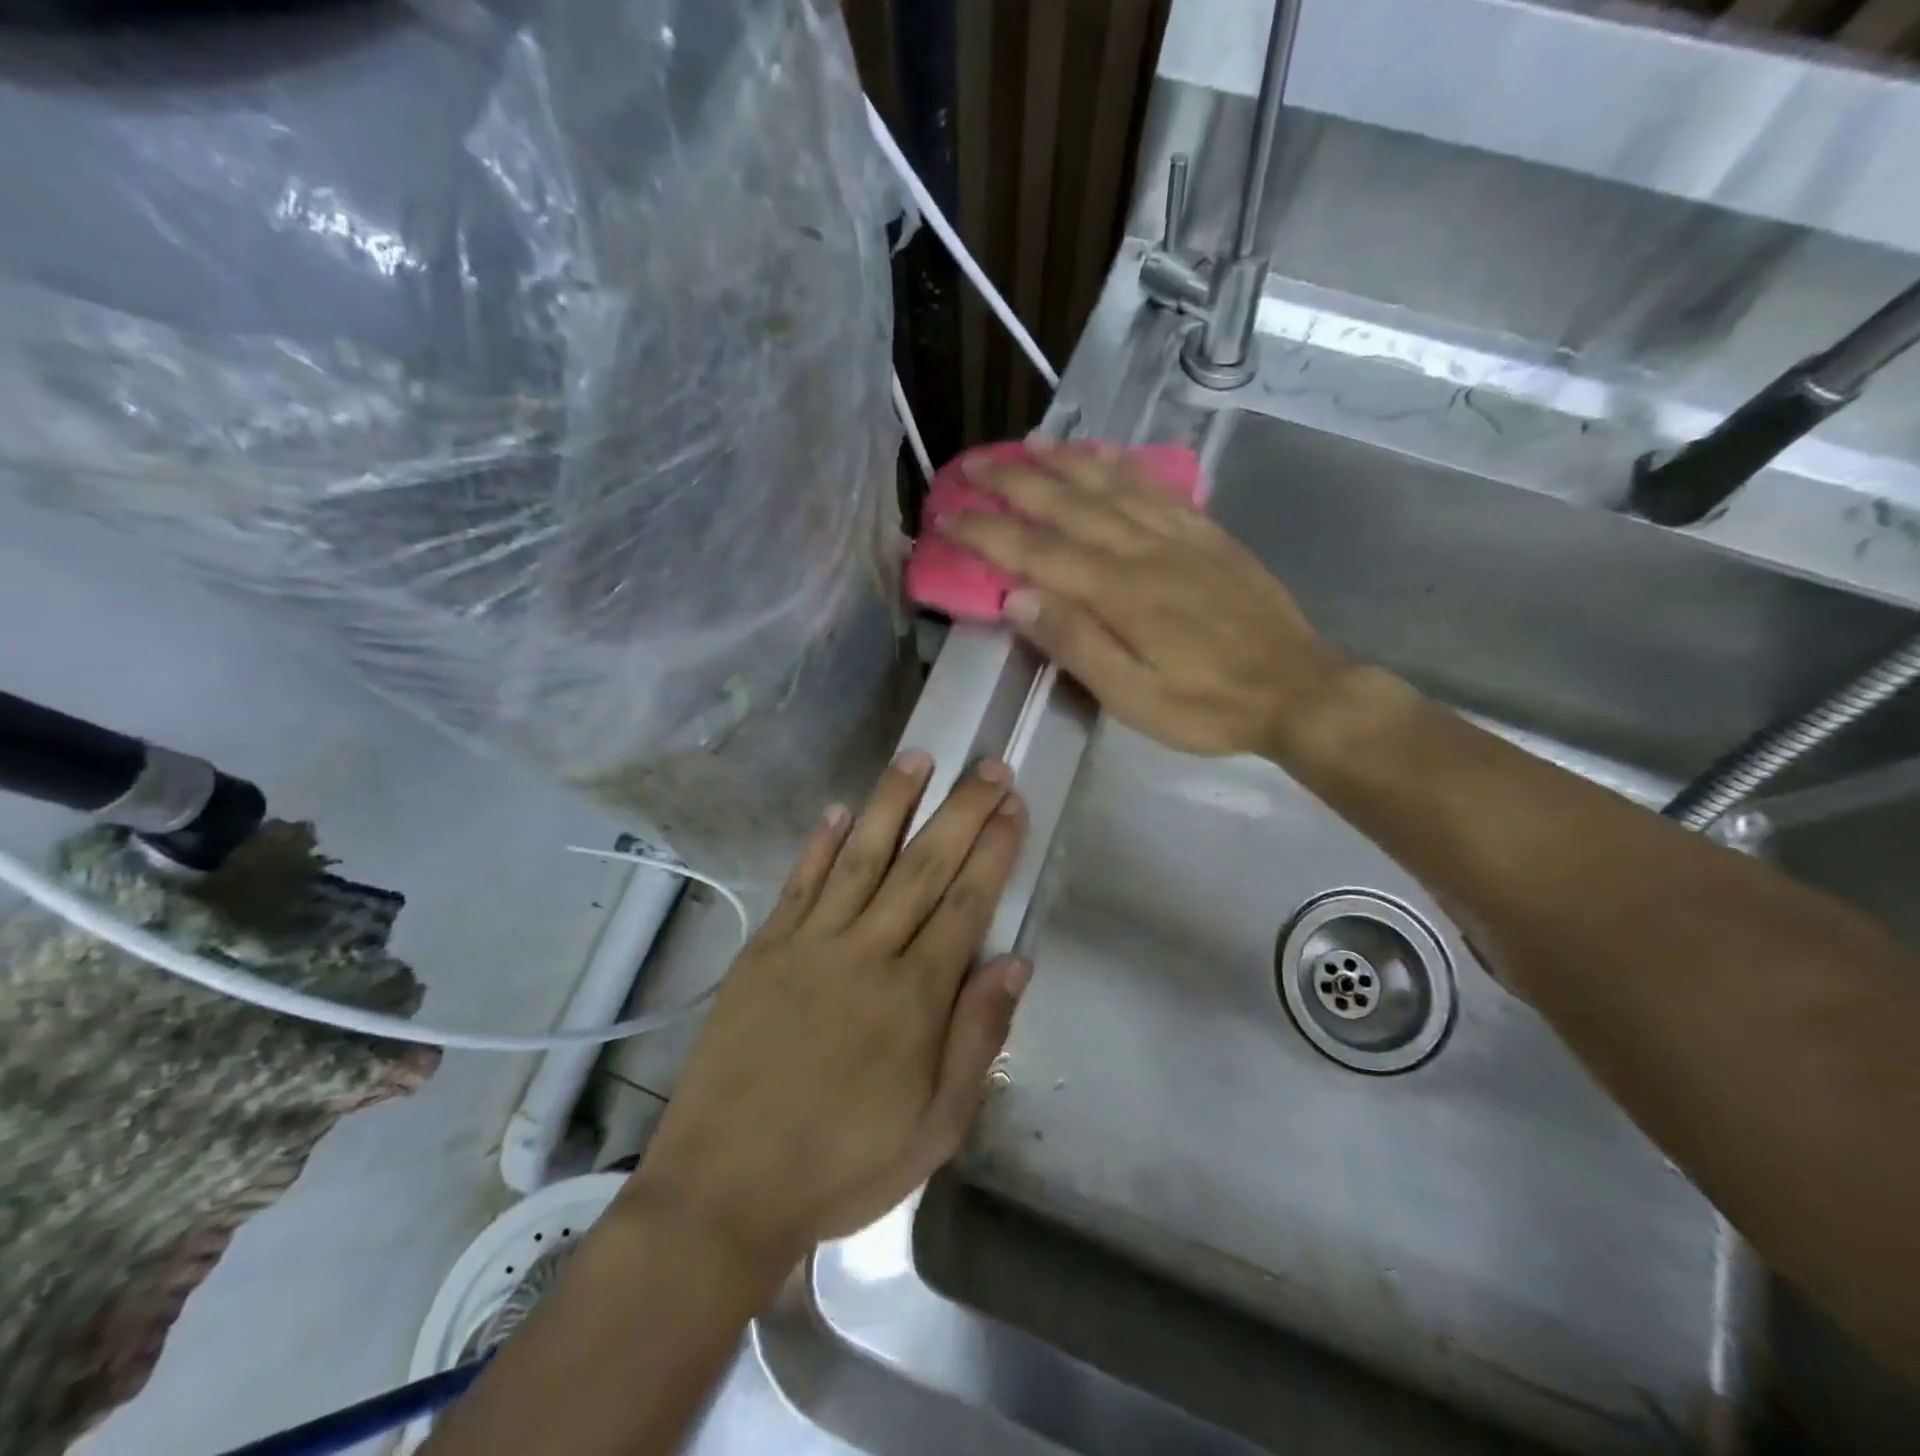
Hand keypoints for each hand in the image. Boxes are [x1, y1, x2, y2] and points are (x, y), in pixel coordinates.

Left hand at [623, 753, 1028, 1278]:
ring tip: (917, 758)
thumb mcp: (934, 1128)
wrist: (724, 1189)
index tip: (1012, 805)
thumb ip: (977, 1039)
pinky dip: (819, 844)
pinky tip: (837, 811)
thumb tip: (1015, 962)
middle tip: (987, 766)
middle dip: (960, 811)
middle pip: (923, 866)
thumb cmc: (842, 1165)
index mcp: (913, 996)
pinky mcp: (764, 951)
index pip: (966, 903)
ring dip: (891, 804)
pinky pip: (799, 884)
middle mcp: (865, 953)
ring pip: (860, 857)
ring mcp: (808, 945)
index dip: (993, 850)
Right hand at [941, 447, 1346, 756]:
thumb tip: (1018, 599)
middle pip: (1067, 504)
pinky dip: (1122, 466)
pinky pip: (1155, 487)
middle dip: (1013, 482)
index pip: (1035, 552)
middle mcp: (1142, 550)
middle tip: (971, 465)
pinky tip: (1103, 455)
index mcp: (1118, 593)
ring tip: (1026, 443)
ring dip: (1063, 461)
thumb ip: (1076, 645)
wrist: (1295, 689)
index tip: (947, 517)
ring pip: (1110, 484)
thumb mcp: (1133, 697)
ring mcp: (1178, 536)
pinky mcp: (1206, 534)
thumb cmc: (1206, 706)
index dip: (986, 532)